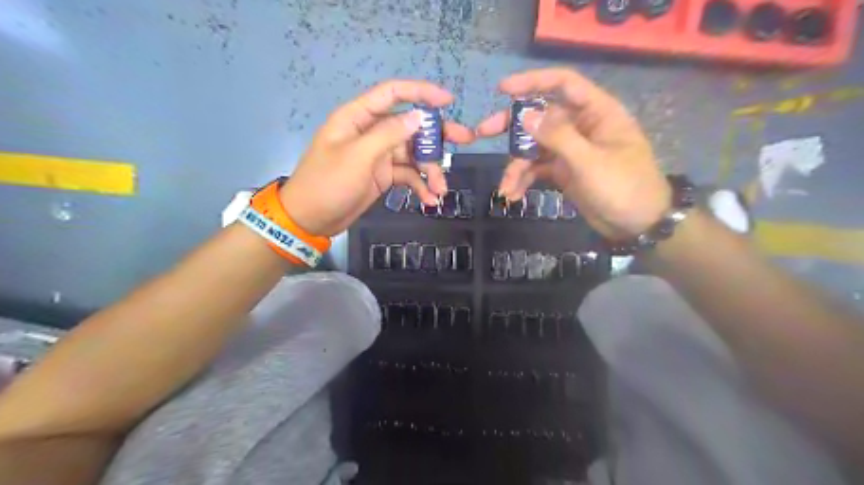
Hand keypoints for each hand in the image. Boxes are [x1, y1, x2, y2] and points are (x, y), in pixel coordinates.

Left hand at [280, 80, 474, 236]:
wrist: (310, 219)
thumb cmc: (327, 183)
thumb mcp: (357, 157)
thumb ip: (388, 135)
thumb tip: (418, 117)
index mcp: (359, 118)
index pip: (393, 94)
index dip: (421, 93)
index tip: (448, 101)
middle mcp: (372, 133)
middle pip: (410, 126)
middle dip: (437, 136)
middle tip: (465, 140)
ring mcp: (379, 156)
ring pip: (413, 155)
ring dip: (430, 170)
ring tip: (441, 190)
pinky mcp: (383, 176)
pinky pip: (408, 176)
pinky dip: (419, 186)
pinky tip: (429, 200)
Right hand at [476, 68, 670, 238]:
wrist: (637, 225)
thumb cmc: (623, 187)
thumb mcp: (590, 162)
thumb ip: (558, 137)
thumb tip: (527, 115)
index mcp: (596, 113)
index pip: (564, 84)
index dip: (533, 82)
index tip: (503, 90)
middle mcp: (581, 127)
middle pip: (541, 117)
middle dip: (512, 127)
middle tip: (483, 132)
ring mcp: (571, 150)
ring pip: (534, 148)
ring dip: (516, 166)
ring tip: (505, 188)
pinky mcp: (564, 171)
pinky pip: (538, 169)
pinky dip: (524, 180)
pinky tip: (513, 195)